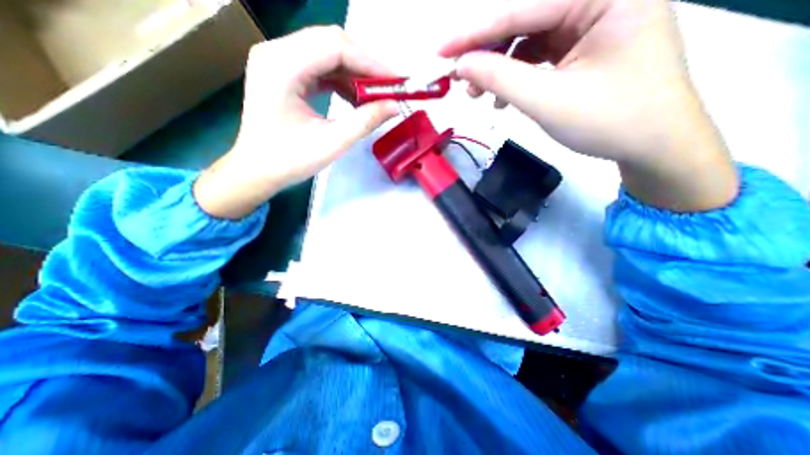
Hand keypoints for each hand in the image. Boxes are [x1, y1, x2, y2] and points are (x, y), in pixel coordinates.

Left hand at [195, 25, 397, 218]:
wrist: (257, 170)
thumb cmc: (290, 160)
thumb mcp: (332, 142)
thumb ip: (365, 121)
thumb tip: (395, 106)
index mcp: (282, 65)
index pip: (335, 46)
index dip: (370, 62)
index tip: (395, 82)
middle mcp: (276, 52)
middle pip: (331, 43)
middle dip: (365, 66)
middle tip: (389, 88)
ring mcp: (278, 60)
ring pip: (327, 53)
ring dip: (355, 73)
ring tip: (375, 95)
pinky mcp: (283, 72)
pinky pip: (319, 66)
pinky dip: (341, 79)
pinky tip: (355, 97)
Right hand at [440, 0, 738, 211]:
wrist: (654, 145)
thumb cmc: (609, 121)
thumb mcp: (547, 100)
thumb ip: (501, 78)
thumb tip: (462, 65)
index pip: (523, 8)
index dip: (475, 33)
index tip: (441, 51)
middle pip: (527, 19)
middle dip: (489, 53)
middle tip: (462, 81)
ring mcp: (595, 20)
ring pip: (530, 37)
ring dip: (500, 67)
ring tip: (479, 94)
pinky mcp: (587, 45)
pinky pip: (541, 53)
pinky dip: (517, 74)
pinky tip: (504, 97)